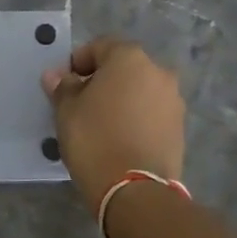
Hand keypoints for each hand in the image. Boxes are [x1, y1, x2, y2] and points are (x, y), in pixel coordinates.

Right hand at [42, 37, 184, 207]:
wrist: (136, 190)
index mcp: (129, 58)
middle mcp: (158, 71)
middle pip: (123, 68)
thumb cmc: (95, 139)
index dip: (78, 62)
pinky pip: (151, 113)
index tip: (65, 84)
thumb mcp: (67, 111)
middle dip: (102, 80)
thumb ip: (62, 87)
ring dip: (121, 99)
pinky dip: (136, 118)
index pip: (99, 47)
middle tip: (81, 104)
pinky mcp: (180, 127)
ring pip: (139, 90)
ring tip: (101, 124)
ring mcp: (173, 100)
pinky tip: (120, 138)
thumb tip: (56, 76)